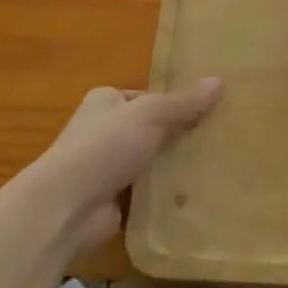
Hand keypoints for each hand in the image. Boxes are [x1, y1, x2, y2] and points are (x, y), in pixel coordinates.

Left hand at [31, 81, 220, 251]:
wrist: (67, 206)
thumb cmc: (106, 145)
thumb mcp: (152, 113)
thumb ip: (184, 102)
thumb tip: (219, 81)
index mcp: (105, 101)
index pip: (145, 97)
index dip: (172, 103)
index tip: (204, 111)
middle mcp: (101, 131)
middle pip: (147, 129)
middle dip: (174, 136)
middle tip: (213, 139)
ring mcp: (103, 168)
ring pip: (147, 161)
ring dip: (169, 166)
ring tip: (210, 166)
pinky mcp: (109, 201)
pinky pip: (143, 192)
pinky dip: (161, 195)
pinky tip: (191, 196)